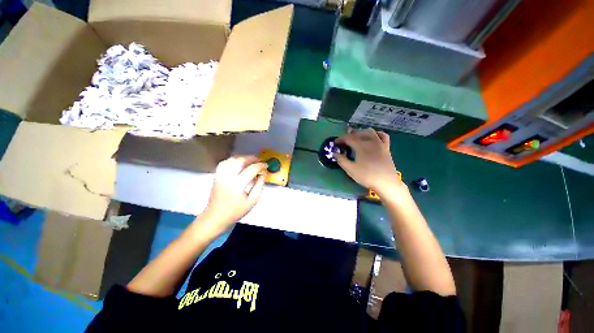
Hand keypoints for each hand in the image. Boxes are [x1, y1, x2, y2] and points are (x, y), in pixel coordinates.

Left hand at [202, 156, 266, 229]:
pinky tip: (239, 163)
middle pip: (241, 160)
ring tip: (251, 161)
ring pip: (232, 159)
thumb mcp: (252, 201)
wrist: (216, 216)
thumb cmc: (236, 211)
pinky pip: (225, 162)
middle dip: (252, 158)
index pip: (251, 169)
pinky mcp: (217, 175)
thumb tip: (263, 174)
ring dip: (243, 158)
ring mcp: (220, 175)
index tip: (266, 165)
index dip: (260, 165)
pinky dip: (233, 160)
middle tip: (260, 161)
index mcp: (238, 185)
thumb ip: (259, 186)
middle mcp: (228, 177)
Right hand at [335, 129, 404, 195]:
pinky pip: (383, 135)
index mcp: (360, 146)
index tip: (335, 143)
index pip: (348, 138)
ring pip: (370, 132)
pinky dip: (376, 134)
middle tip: (344, 141)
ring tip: (356, 137)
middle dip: (349, 135)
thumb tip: (334, 153)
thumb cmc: (367, 176)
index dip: (340, 139)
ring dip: (361, 132)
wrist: (386, 182)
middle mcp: (370, 141)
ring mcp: (380, 143)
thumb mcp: (350, 169)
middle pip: (358, 133)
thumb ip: (341, 160)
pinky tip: (373, 137)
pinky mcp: (386, 147)